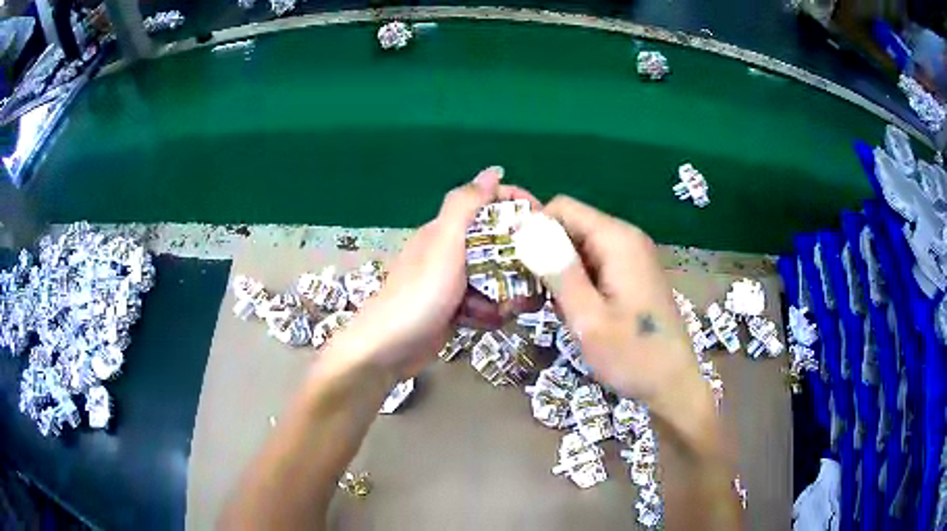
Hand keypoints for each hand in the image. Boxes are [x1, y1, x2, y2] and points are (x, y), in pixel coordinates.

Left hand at [334, 167, 539, 378]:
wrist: (388, 350)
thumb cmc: (418, 294)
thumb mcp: (444, 245)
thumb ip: (465, 206)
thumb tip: (492, 170)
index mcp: (446, 230)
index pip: (488, 204)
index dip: (516, 206)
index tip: (543, 221)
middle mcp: (450, 251)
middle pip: (497, 243)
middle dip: (517, 260)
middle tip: (535, 276)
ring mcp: (452, 282)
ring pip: (494, 277)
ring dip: (504, 293)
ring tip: (506, 309)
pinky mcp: (454, 309)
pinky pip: (484, 303)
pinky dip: (488, 313)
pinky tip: (483, 323)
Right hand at [542, 196, 705, 413]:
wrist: (673, 383)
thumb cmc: (632, 356)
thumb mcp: (587, 318)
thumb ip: (558, 272)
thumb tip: (527, 229)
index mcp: (617, 240)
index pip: (562, 208)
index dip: (534, 228)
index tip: (516, 263)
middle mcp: (627, 238)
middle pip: (572, 225)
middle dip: (546, 252)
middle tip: (531, 293)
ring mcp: (633, 256)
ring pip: (581, 246)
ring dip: (560, 271)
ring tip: (553, 307)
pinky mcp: (634, 274)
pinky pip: (596, 263)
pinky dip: (578, 281)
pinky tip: (576, 311)